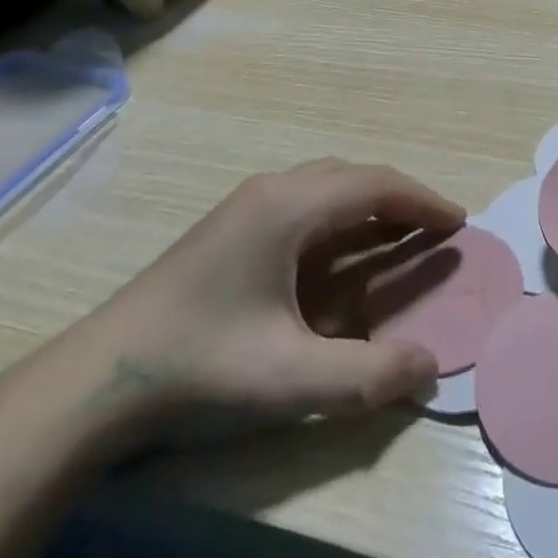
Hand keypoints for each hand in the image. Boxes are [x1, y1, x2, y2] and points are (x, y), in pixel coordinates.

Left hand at [36, 158, 465, 453]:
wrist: (98, 380)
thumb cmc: (201, 365)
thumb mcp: (290, 379)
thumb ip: (368, 374)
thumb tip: (430, 366)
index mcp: (290, 207)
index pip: (375, 186)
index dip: (422, 201)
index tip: (458, 222)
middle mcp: (272, 190)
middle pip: (353, 177)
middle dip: (400, 199)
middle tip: (436, 230)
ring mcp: (247, 205)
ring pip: (326, 186)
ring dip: (368, 204)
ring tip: (398, 236)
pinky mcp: (231, 226)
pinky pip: (304, 203)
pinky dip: (339, 217)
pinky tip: (341, 253)